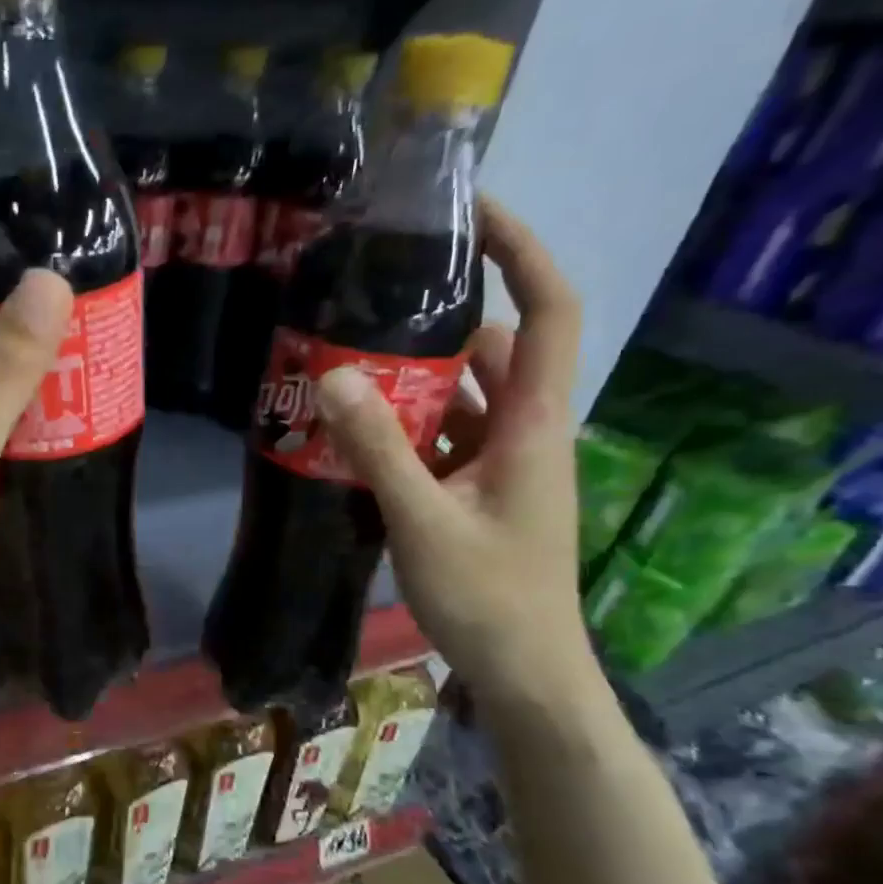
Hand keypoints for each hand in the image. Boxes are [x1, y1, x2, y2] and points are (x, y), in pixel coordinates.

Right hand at [313, 198, 596, 707]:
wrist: (524, 672)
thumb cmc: (488, 597)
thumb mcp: (423, 520)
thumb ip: (378, 449)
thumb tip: (334, 374)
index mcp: (533, 424)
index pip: (548, 311)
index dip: (521, 251)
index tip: (471, 212)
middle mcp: (524, 430)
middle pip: (494, 348)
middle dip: (440, 320)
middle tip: (371, 303)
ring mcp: (501, 463)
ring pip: (462, 395)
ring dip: (413, 378)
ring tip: (347, 361)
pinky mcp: (478, 490)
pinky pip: (443, 436)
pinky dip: (406, 425)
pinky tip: (354, 432)